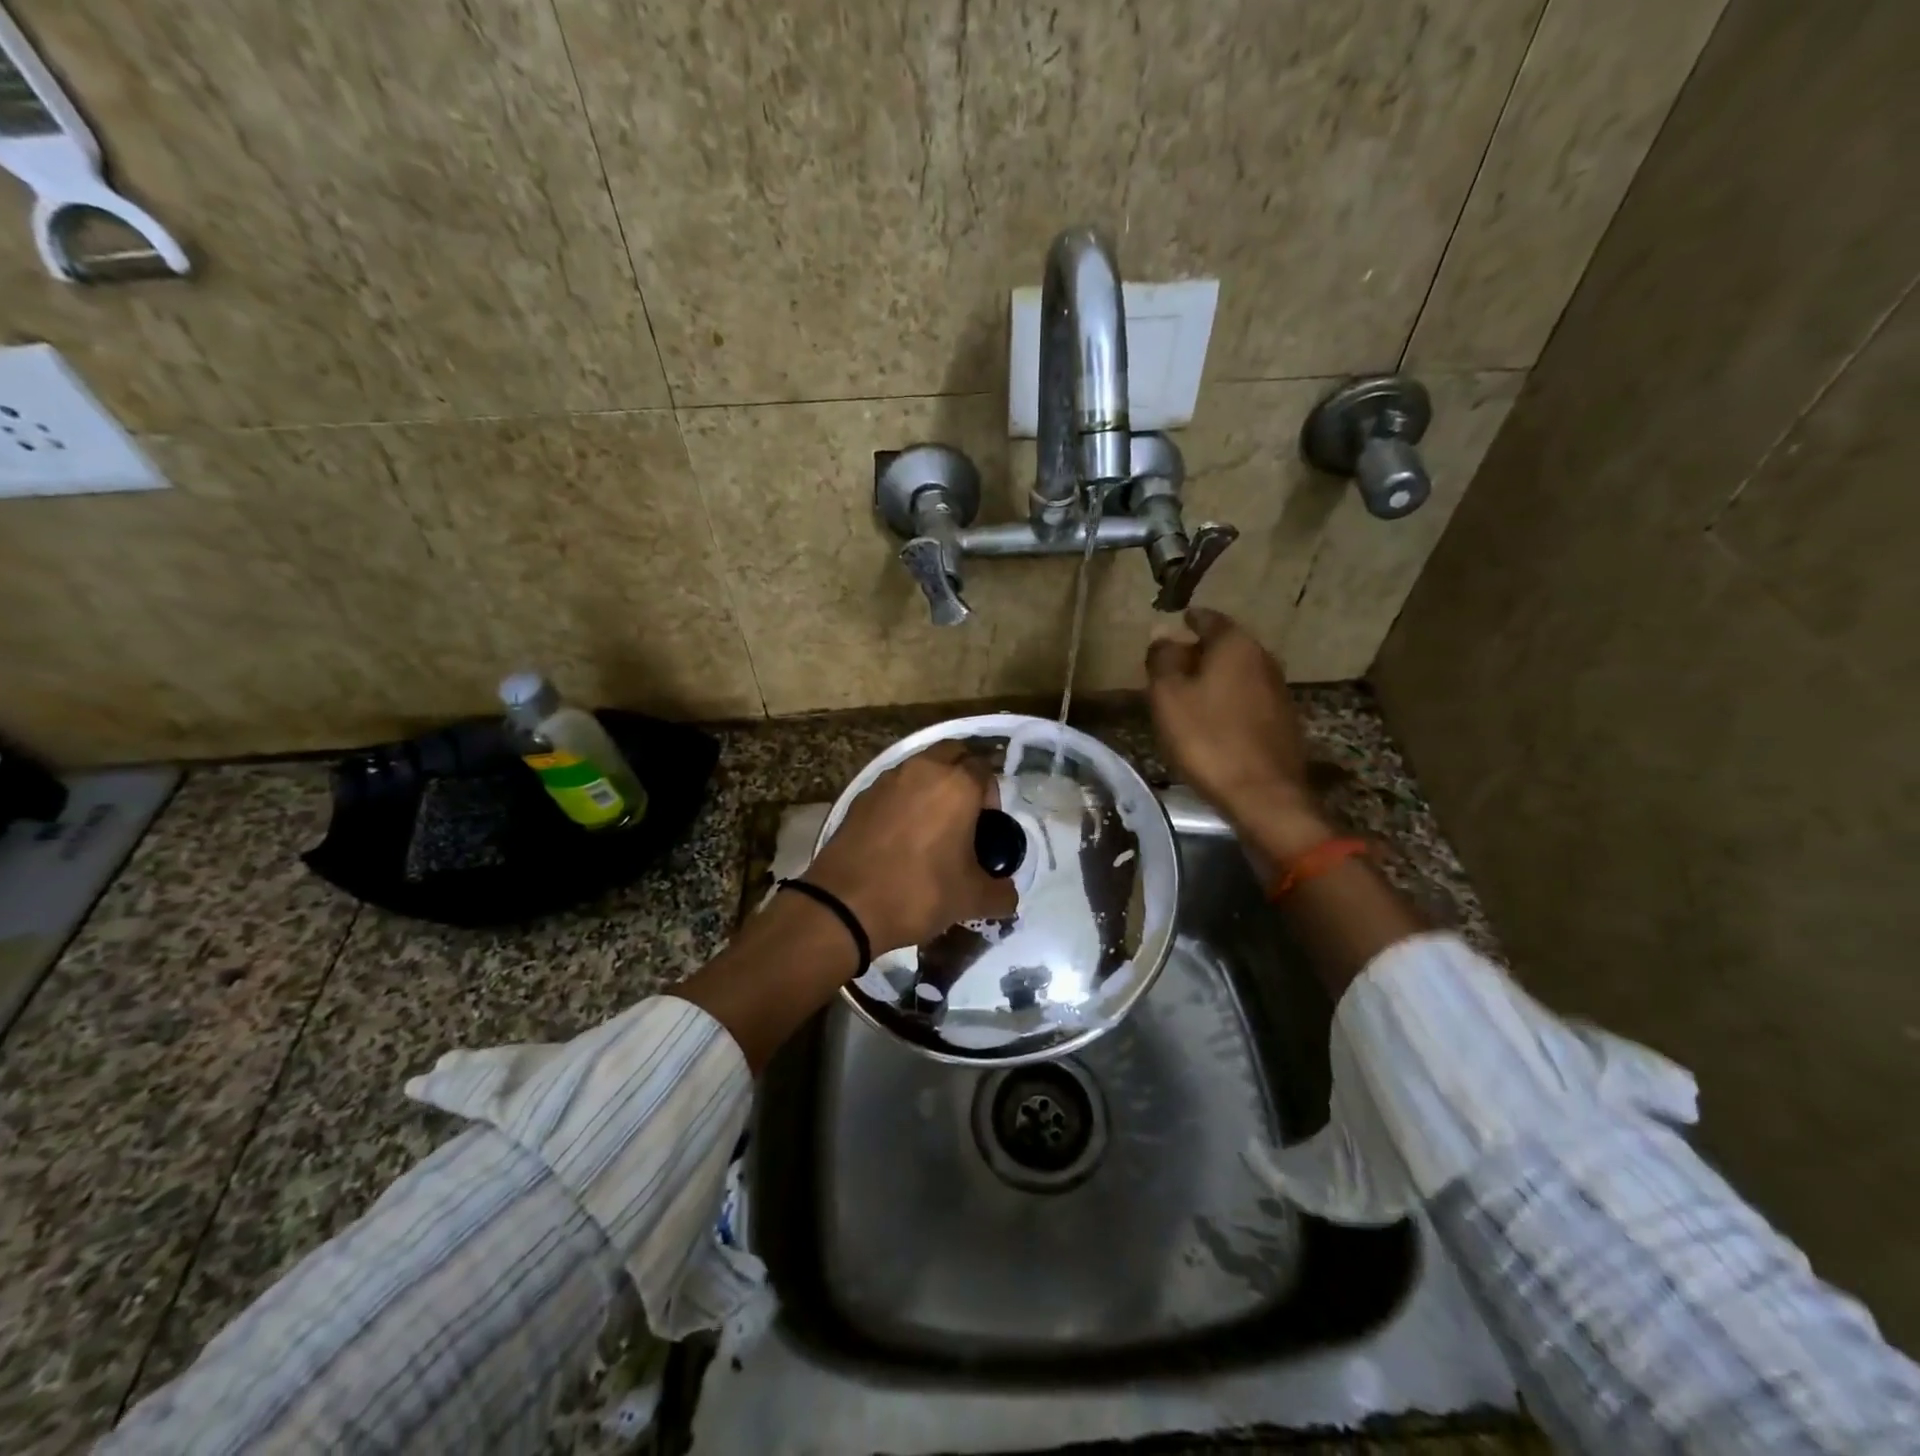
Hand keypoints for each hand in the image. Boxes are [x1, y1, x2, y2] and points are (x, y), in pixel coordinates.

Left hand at [805, 743, 1018, 953]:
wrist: (845, 904)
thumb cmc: (919, 892)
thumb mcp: (971, 900)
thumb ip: (1000, 893)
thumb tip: (1007, 895)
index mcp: (957, 784)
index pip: (985, 769)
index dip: (991, 796)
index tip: (987, 828)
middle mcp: (923, 770)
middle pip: (952, 754)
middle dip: (963, 776)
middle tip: (964, 816)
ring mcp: (887, 780)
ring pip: (920, 767)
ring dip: (932, 785)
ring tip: (933, 826)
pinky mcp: (861, 796)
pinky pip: (894, 787)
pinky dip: (904, 800)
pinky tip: (901, 836)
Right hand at [1145, 609, 1328, 856]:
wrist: (1263, 795)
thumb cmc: (1207, 739)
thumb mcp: (1168, 696)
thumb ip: (1163, 660)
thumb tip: (1164, 636)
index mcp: (1235, 645)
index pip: (1209, 619)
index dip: (1189, 620)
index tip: (1175, 623)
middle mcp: (1263, 659)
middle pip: (1226, 646)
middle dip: (1200, 651)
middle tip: (1172, 663)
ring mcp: (1278, 691)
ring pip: (1238, 673)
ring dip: (1215, 678)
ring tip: (1188, 693)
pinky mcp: (1282, 722)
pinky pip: (1248, 699)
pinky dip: (1228, 701)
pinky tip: (1212, 720)